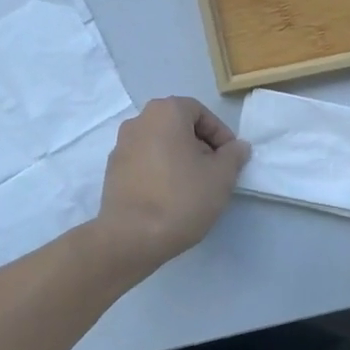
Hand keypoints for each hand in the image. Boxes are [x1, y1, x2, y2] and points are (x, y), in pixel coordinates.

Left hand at [92, 97, 248, 274]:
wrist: (131, 237)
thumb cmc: (181, 198)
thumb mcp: (221, 176)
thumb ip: (233, 155)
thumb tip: (237, 147)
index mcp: (165, 112)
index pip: (200, 112)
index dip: (220, 134)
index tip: (230, 159)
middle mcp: (138, 121)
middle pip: (178, 126)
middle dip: (200, 146)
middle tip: (215, 173)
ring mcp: (121, 146)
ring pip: (160, 144)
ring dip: (179, 159)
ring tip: (194, 187)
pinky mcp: (112, 171)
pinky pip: (144, 162)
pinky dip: (159, 172)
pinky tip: (169, 197)